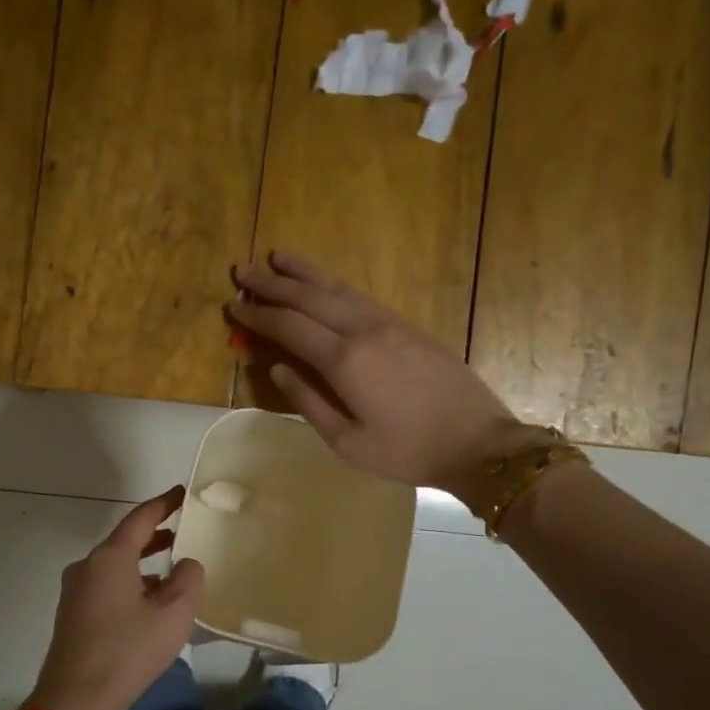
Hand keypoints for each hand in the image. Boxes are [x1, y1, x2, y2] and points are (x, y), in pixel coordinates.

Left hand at [27, 487, 203, 709]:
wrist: (75, 701)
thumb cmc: (128, 650)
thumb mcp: (173, 614)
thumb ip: (188, 580)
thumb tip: (185, 564)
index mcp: (110, 557)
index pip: (140, 518)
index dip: (164, 504)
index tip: (182, 493)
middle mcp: (87, 567)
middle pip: (125, 542)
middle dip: (155, 536)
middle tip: (182, 533)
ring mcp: (75, 592)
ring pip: (115, 567)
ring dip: (143, 565)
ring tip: (172, 574)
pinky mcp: (72, 616)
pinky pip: (106, 587)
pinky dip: (130, 585)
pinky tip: (149, 605)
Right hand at [227, 252, 524, 502]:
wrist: (477, 442)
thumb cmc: (407, 451)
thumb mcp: (347, 442)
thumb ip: (307, 402)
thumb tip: (276, 367)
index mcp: (344, 361)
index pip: (289, 326)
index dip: (257, 315)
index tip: (231, 304)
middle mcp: (363, 330)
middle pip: (309, 297)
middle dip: (272, 283)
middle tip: (242, 269)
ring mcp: (387, 324)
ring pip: (336, 288)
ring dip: (303, 272)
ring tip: (276, 257)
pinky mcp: (406, 326)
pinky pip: (359, 296)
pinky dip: (333, 284)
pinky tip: (323, 282)